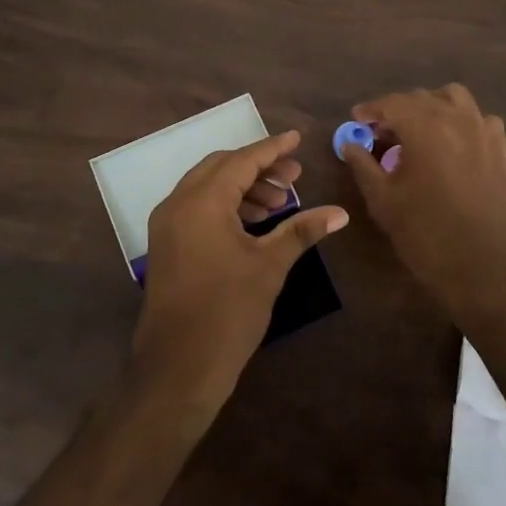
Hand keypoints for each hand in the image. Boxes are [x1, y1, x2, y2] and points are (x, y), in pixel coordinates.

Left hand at [132, 130, 347, 409]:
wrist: (178, 366)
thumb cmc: (228, 311)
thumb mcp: (269, 266)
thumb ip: (301, 231)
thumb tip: (340, 212)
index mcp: (201, 201)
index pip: (241, 161)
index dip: (272, 149)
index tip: (297, 140)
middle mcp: (178, 203)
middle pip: (221, 168)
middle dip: (258, 168)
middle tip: (293, 176)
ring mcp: (167, 225)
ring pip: (208, 188)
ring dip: (243, 188)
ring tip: (280, 202)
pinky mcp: (166, 245)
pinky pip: (198, 208)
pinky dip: (226, 206)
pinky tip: (255, 223)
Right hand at [341, 84, 505, 320]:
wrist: (483, 269)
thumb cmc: (425, 234)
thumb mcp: (383, 200)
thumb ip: (363, 165)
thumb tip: (349, 143)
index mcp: (425, 126)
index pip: (392, 103)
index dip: (371, 109)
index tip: (356, 120)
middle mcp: (456, 119)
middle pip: (421, 98)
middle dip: (397, 109)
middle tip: (380, 132)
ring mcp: (483, 132)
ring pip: (455, 99)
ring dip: (432, 106)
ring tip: (418, 130)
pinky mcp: (501, 151)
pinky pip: (481, 120)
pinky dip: (463, 122)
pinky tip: (453, 144)